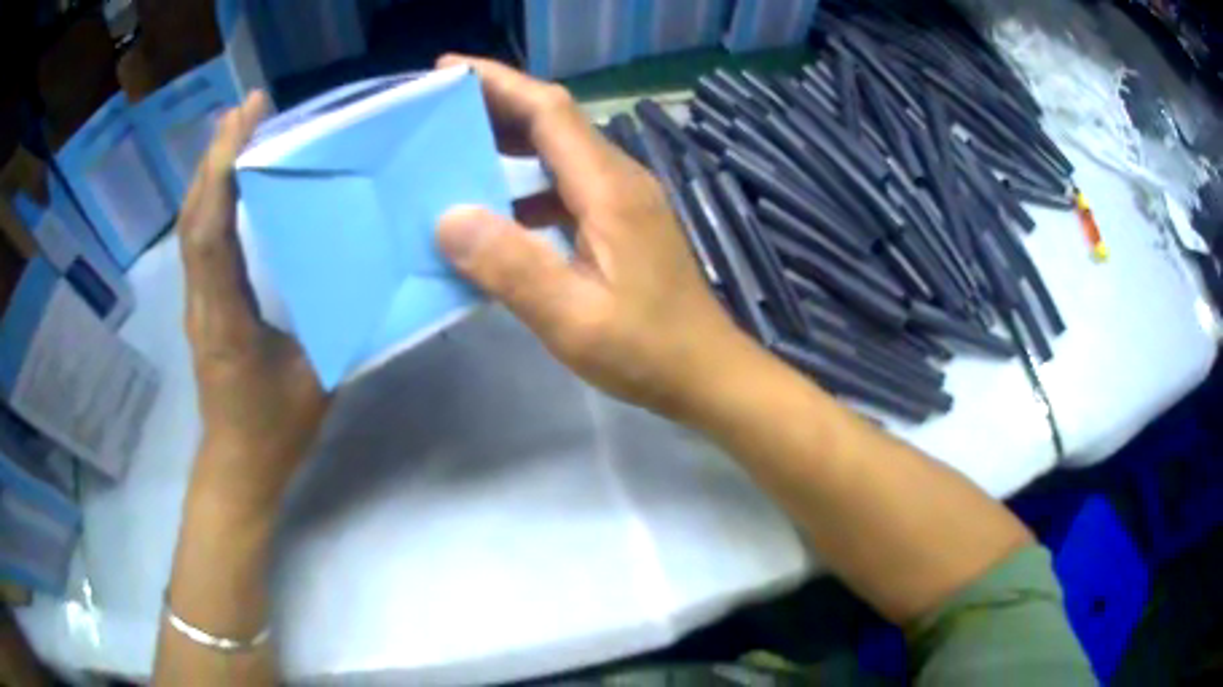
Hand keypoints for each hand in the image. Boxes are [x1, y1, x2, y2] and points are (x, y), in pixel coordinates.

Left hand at [177, 92, 329, 516]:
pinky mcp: (203, 304)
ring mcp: (197, 302)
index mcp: (226, 317)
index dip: (222, 169)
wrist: (237, 467)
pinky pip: (198, 242)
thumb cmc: (273, 430)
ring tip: (235, 127)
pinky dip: (209, 200)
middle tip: (246, 107)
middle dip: (215, 155)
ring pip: (190, 226)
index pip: (211, 230)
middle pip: (194, 217)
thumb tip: (368, 271)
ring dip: (208, 172)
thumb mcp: (315, 378)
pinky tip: (226, 179)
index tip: (247, 118)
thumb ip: (335, 321)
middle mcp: (202, 301)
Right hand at [436, 56, 758, 420]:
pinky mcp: (624, 221)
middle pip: (554, 120)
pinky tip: (501, 207)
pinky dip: (528, 182)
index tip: (447, 71)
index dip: (498, 83)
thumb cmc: (646, 351)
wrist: (707, 373)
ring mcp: (625, 199)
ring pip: (561, 150)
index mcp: (608, 188)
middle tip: (439, 108)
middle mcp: (620, 179)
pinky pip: (568, 184)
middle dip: (497, 103)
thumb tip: (449, 217)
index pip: (548, 111)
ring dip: (511, 140)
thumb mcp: (572, 319)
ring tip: (457, 147)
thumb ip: (512, 267)